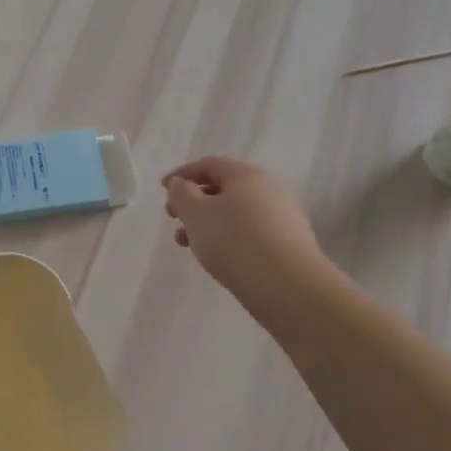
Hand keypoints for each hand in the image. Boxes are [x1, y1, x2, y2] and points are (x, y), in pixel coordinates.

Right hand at [162, 156, 323, 304]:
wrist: (287, 285)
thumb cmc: (234, 241)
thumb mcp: (196, 214)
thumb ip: (182, 194)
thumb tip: (180, 183)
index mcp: (246, 175)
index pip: (209, 165)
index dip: (182, 174)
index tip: (162, 189)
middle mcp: (268, 189)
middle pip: (224, 188)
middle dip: (194, 201)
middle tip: (173, 217)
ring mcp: (282, 216)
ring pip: (235, 212)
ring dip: (207, 222)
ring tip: (186, 242)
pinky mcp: (288, 243)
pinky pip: (250, 231)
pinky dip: (227, 236)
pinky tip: (216, 255)